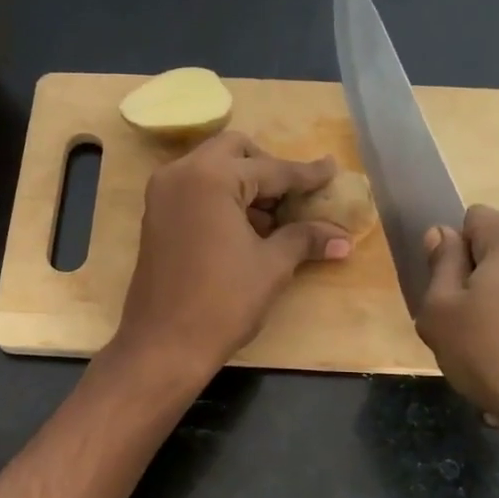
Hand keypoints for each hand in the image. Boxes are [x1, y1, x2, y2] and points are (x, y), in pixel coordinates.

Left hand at [114, 132, 352, 379]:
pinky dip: (222, 198)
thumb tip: (342, 238)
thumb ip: (305, 239)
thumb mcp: (271, 267)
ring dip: (244, 184)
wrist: (164, 345)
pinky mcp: (156, 216)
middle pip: (235, 152)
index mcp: (211, 177)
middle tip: (294, 197)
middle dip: (268, 169)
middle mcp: (181, 173)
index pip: (270, 169)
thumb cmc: (223, 303)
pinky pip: (195, 189)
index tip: (332, 171)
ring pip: (213, 168)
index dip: (306, 175)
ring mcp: (163, 194)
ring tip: (274, 220)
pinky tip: (245, 229)